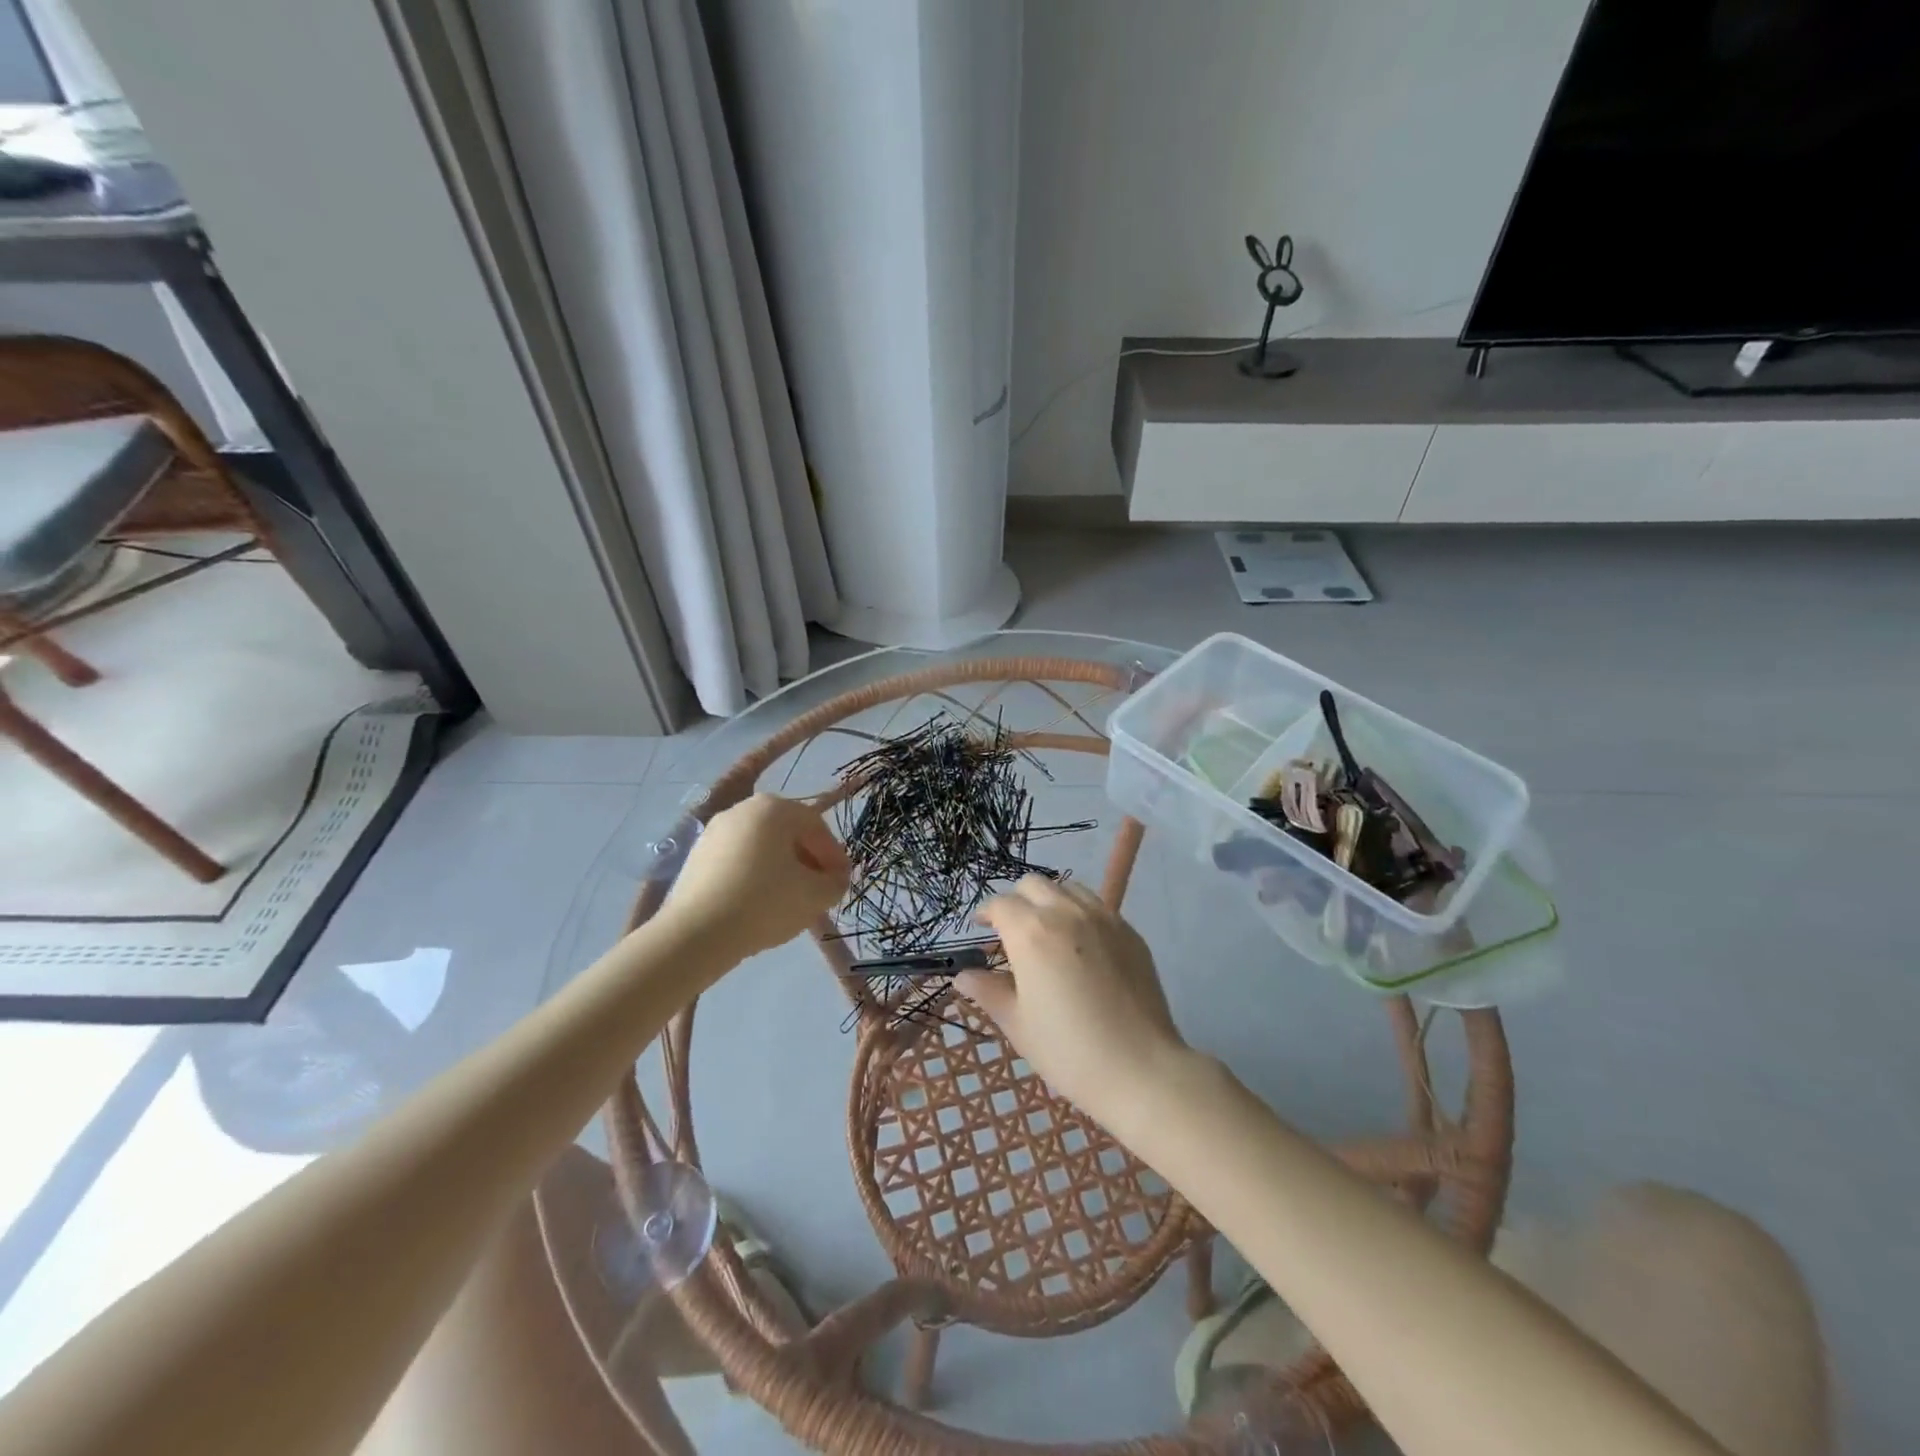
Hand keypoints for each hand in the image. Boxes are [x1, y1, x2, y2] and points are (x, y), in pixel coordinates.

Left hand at [663, 795, 849, 959]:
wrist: (697, 933)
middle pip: (787, 832)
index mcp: (775, 808)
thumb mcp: (816, 896)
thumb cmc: (765, 903)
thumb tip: (834, 879)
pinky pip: (737, 859)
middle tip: (818, 889)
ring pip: (761, 846)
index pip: (817, 826)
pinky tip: (758, 903)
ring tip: (789, 899)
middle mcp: (743, 809)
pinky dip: (754, 875)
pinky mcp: (696, 855)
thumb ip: (835, 882)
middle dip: (808, 859)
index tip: (841, 881)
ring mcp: (715, 831)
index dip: (835, 855)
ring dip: (781, 867)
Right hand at [957, 876, 1188, 1119]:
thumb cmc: (1068, 1050)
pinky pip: (1097, 906)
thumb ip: (988, 991)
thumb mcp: (1018, 1023)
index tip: (981, 930)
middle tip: (1012, 932)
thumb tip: (964, 976)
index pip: (1000, 905)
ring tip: (1048, 932)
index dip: (986, 914)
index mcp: (1031, 932)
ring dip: (1050, 901)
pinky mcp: (1129, 931)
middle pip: (1033, 884)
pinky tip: (1082, 947)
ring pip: (1067, 888)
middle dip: (1016, 901)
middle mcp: (1066, 913)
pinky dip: (1080, 913)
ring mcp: (1103, 918)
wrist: (1140, 1069)